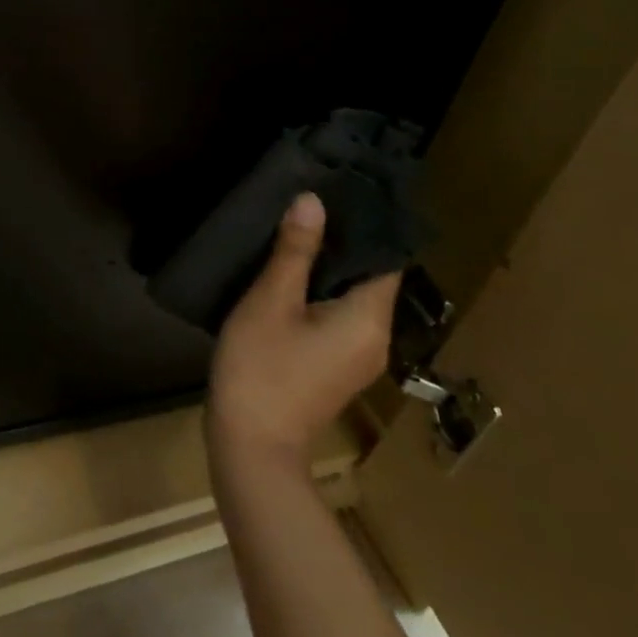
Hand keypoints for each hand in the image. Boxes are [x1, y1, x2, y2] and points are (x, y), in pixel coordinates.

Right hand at [206, 193, 397, 464]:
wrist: (251, 446)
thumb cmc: (261, 367)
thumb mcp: (272, 301)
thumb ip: (295, 251)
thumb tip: (313, 200)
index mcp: (370, 319)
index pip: (386, 258)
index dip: (366, 224)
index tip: (340, 191)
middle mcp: (376, 338)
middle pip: (370, 277)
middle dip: (342, 242)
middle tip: (310, 204)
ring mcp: (358, 357)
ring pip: (352, 298)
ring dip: (329, 268)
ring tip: (296, 231)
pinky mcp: (336, 368)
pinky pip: (338, 317)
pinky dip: (321, 293)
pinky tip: (289, 276)